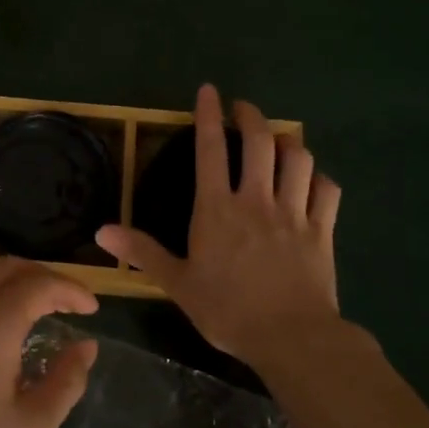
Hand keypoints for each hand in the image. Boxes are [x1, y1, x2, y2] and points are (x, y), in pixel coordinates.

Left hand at [0, 257, 98, 427]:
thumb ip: (66, 380)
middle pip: (8, 269)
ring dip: (14, 287)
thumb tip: (86, 346)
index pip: (39, 284)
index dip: (71, 290)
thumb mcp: (32, 427)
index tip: (93, 310)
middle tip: (70, 304)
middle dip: (44, 278)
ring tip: (40, 316)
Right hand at [98, 83, 343, 367]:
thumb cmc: (227, 310)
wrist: (291, 337)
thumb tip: (100, 232)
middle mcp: (256, 200)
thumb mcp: (177, 283)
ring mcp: (294, 213)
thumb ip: (142, 252)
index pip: (210, 149)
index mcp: (217, 209)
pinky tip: (313, 179)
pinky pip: (327, 191)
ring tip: (278, 140)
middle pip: (260, 142)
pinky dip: (319, 178)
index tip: (210, 90)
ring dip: (288, 142)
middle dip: (251, 116)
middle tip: (243, 108)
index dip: (208, 115)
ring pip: (298, 159)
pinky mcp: (322, 230)